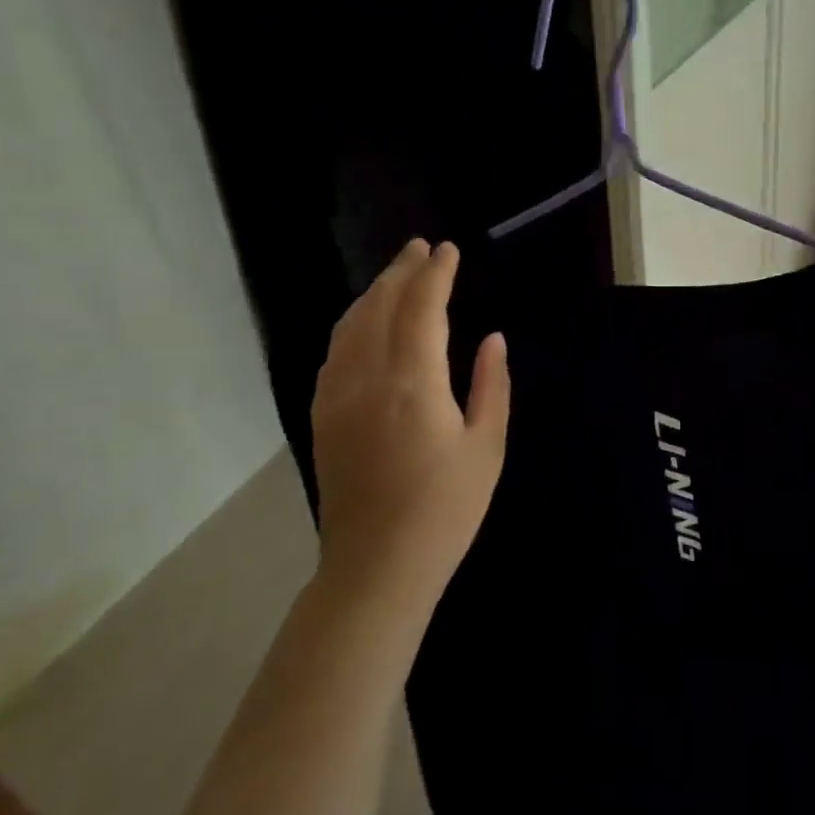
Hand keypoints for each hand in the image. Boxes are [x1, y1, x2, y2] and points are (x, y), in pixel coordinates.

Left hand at [310, 240, 509, 619]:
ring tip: (397, 274)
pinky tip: (364, 322)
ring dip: (374, 293)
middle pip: (379, 307)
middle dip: (402, 272)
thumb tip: (492, 338)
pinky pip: (335, 352)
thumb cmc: (446, 508)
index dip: (435, 275)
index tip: (448, 250)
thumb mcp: (486, 445)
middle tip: (421, 248)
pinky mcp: (322, 416)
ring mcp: (337, 396)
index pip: (421, 309)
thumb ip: (491, 384)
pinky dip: (353, 324)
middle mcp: (367, 379)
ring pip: (350, 326)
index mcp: (413, 383)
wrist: (377, 566)